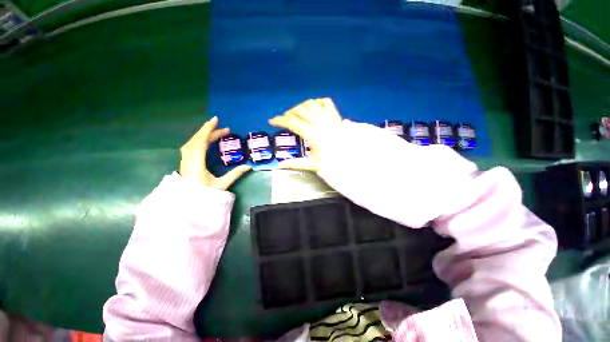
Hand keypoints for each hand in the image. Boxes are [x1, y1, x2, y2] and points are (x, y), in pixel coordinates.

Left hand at [179, 116, 250, 189]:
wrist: (188, 204)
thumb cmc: (204, 195)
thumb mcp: (222, 185)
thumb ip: (235, 174)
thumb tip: (249, 166)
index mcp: (197, 163)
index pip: (201, 141)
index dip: (208, 130)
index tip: (216, 121)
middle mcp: (188, 159)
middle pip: (197, 139)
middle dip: (210, 131)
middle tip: (224, 129)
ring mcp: (185, 160)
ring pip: (192, 142)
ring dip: (204, 135)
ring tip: (216, 133)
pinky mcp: (185, 162)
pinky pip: (190, 146)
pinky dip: (198, 140)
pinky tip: (205, 141)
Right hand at [269, 98, 341, 171]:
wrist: (351, 158)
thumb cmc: (332, 162)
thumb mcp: (313, 164)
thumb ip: (296, 163)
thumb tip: (280, 165)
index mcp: (312, 134)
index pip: (292, 122)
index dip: (279, 121)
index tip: (272, 121)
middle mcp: (319, 122)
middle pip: (299, 110)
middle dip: (289, 113)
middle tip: (286, 120)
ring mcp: (328, 117)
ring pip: (310, 104)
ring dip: (301, 107)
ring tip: (297, 114)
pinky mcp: (336, 115)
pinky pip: (325, 102)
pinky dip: (317, 102)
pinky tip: (314, 108)